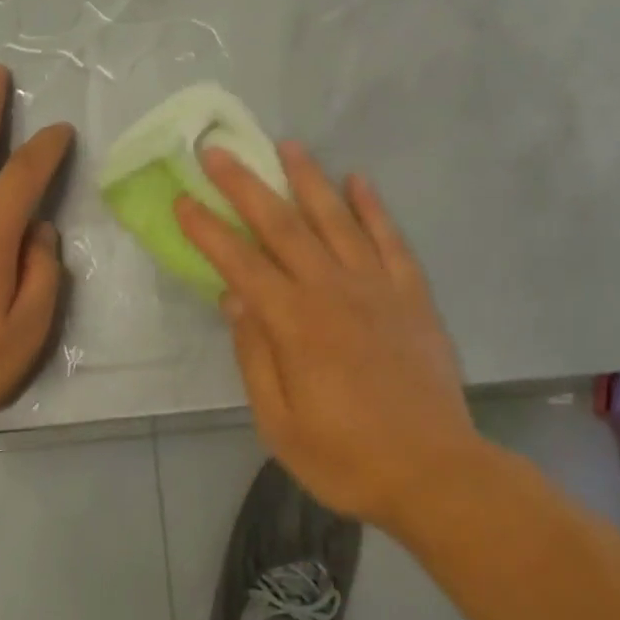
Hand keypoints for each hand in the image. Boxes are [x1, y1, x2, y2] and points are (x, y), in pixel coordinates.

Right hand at [176, 143, 485, 529]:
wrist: (435, 474)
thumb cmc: (346, 458)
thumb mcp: (279, 424)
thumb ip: (254, 356)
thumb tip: (233, 299)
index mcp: (295, 324)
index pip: (240, 264)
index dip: (208, 230)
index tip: (183, 199)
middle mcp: (333, 291)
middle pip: (282, 226)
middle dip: (246, 185)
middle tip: (219, 151)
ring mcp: (378, 288)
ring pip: (337, 220)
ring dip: (309, 179)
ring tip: (287, 145)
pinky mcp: (413, 295)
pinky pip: (391, 240)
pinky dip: (374, 207)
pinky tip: (358, 180)